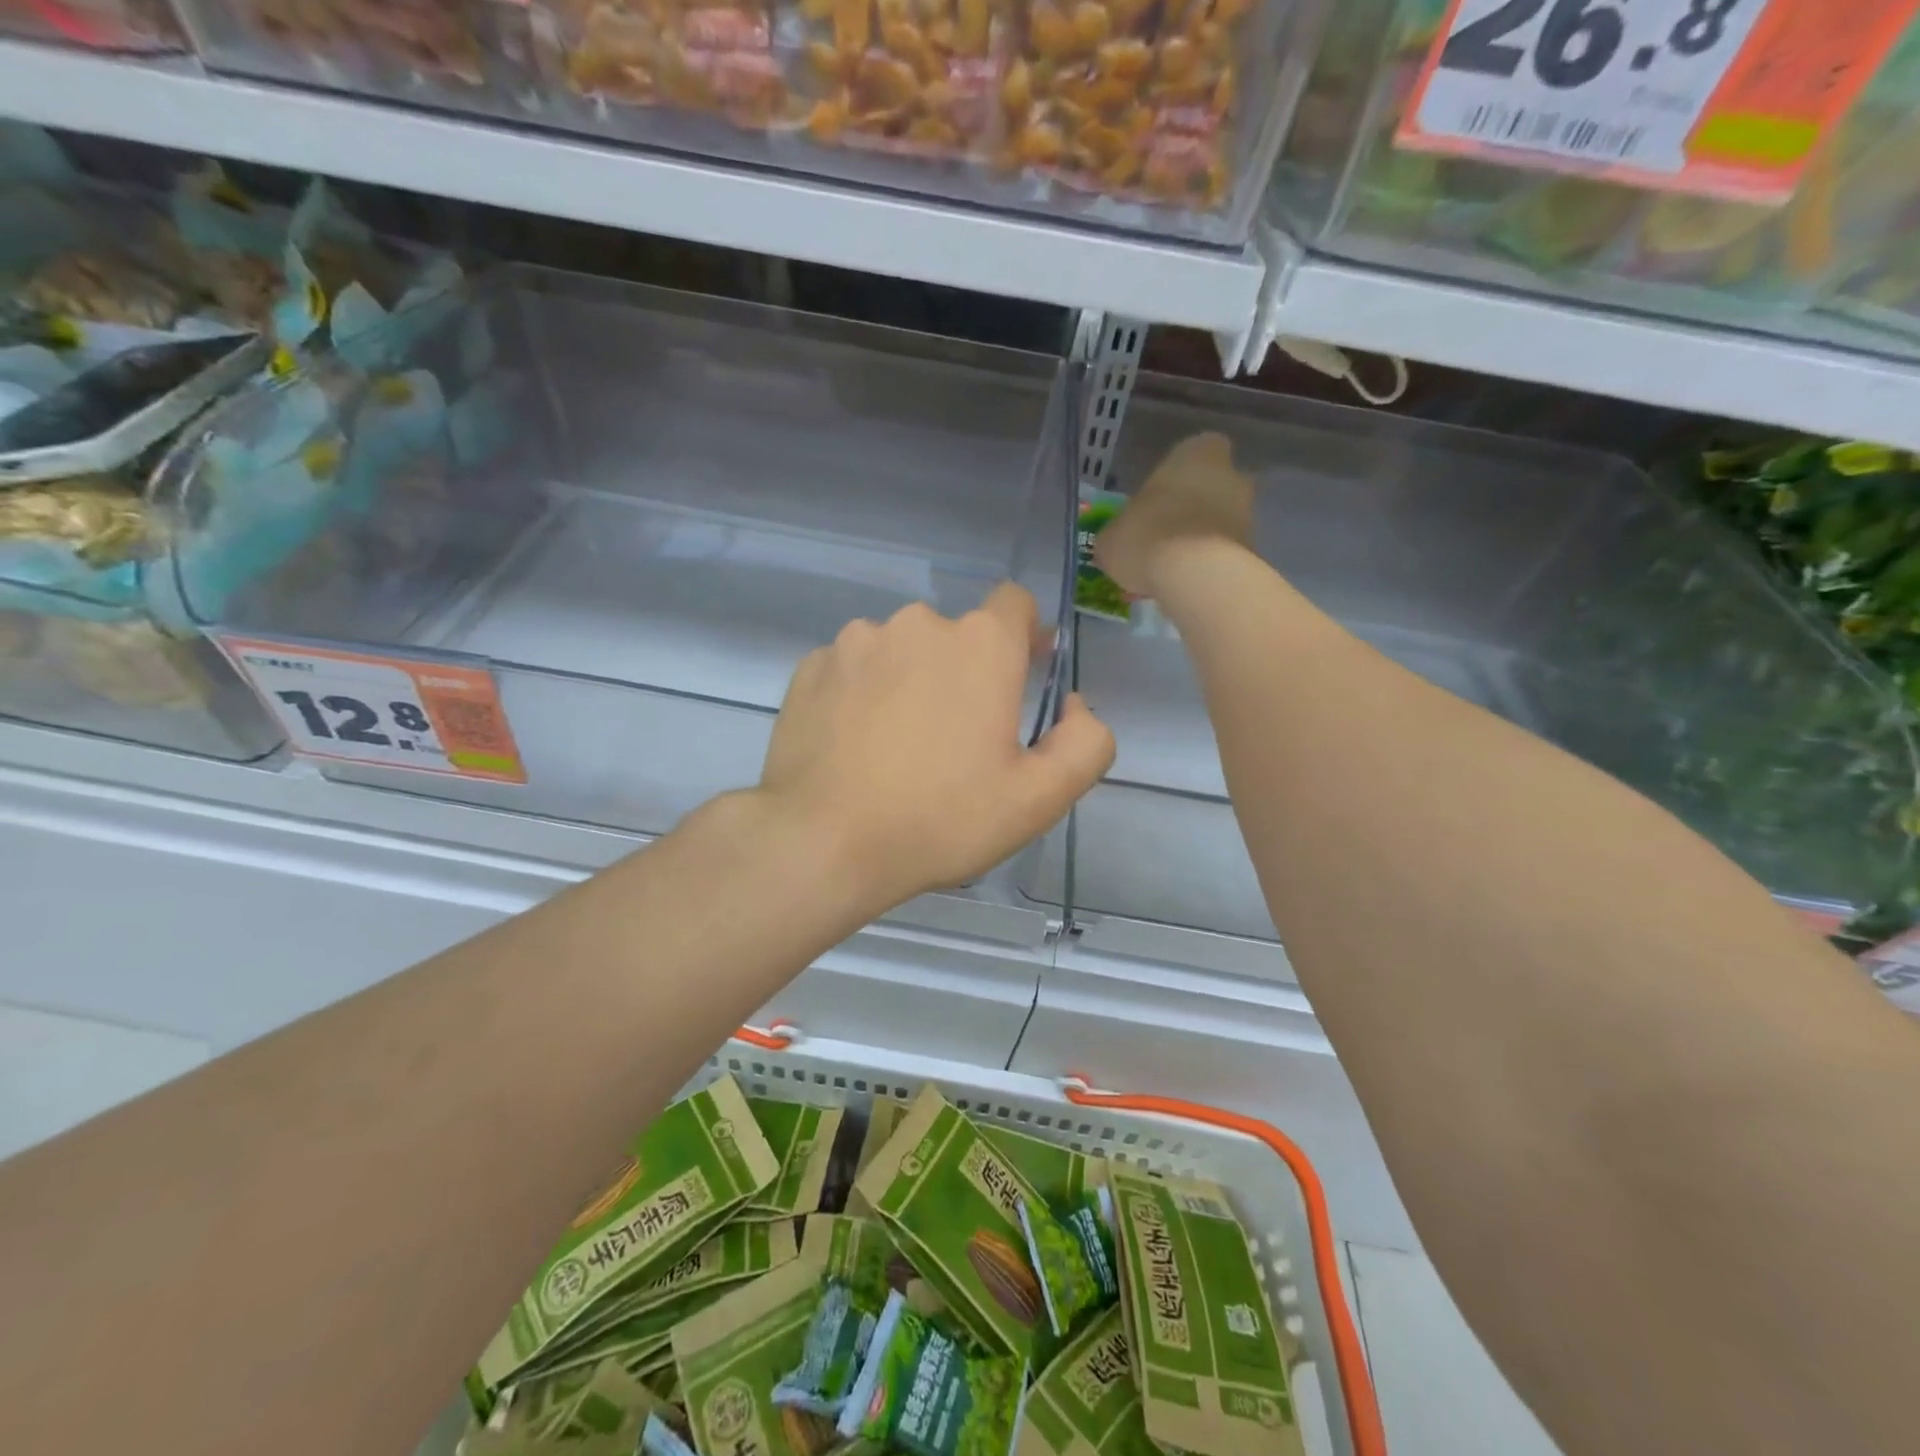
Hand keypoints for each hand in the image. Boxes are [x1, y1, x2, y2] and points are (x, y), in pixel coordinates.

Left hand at [757, 583, 1114, 910]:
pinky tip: (854, 745)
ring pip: (900, 651)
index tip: (1018, 678)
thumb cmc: (940, 820)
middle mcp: (917, 623)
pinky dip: (861, 694)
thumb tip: (1073, 705)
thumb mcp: (1039, 798)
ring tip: (898, 747)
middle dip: (964, 673)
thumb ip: (1085, 742)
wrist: (823, 842)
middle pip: (956, 636)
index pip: (1014, 603)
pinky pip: (853, 669)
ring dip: (909, 682)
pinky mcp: (810, 667)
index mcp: (980, 644)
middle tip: (955, 741)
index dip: (1023, 636)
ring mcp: (855, 641)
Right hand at [1094, 432, 1254, 598]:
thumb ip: (1119, 533)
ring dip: (1204, 537)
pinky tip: (1188, 583)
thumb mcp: (1111, 538)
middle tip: (1167, 533)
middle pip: (1214, 485)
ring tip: (1174, 567)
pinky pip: (1227, 552)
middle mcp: (1230, 475)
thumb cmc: (1147, 538)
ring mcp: (1248, 513)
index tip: (1159, 497)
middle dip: (1196, 506)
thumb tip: (1117, 543)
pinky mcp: (1254, 550)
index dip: (1177, 473)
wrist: (1195, 576)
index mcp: (1194, 455)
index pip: (1194, 449)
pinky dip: (1211, 564)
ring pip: (1223, 519)